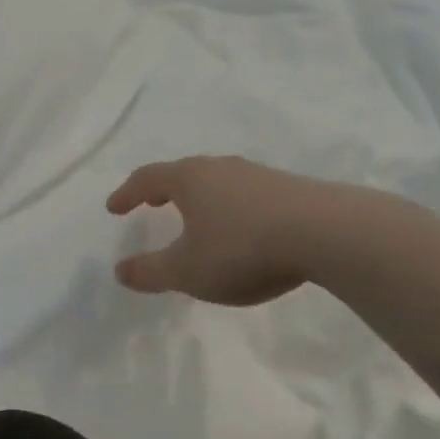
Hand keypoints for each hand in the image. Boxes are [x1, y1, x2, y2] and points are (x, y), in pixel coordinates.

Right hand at [106, 156, 319, 304]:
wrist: (326, 232)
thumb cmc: (242, 248)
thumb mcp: (188, 270)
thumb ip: (151, 271)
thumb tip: (119, 270)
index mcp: (189, 179)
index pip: (147, 178)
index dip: (127, 193)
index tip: (113, 208)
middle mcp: (220, 167)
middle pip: (183, 173)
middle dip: (163, 190)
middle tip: (152, 203)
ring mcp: (256, 174)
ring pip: (217, 181)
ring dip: (200, 198)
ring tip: (196, 217)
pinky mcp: (288, 188)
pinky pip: (245, 193)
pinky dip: (230, 207)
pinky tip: (241, 228)